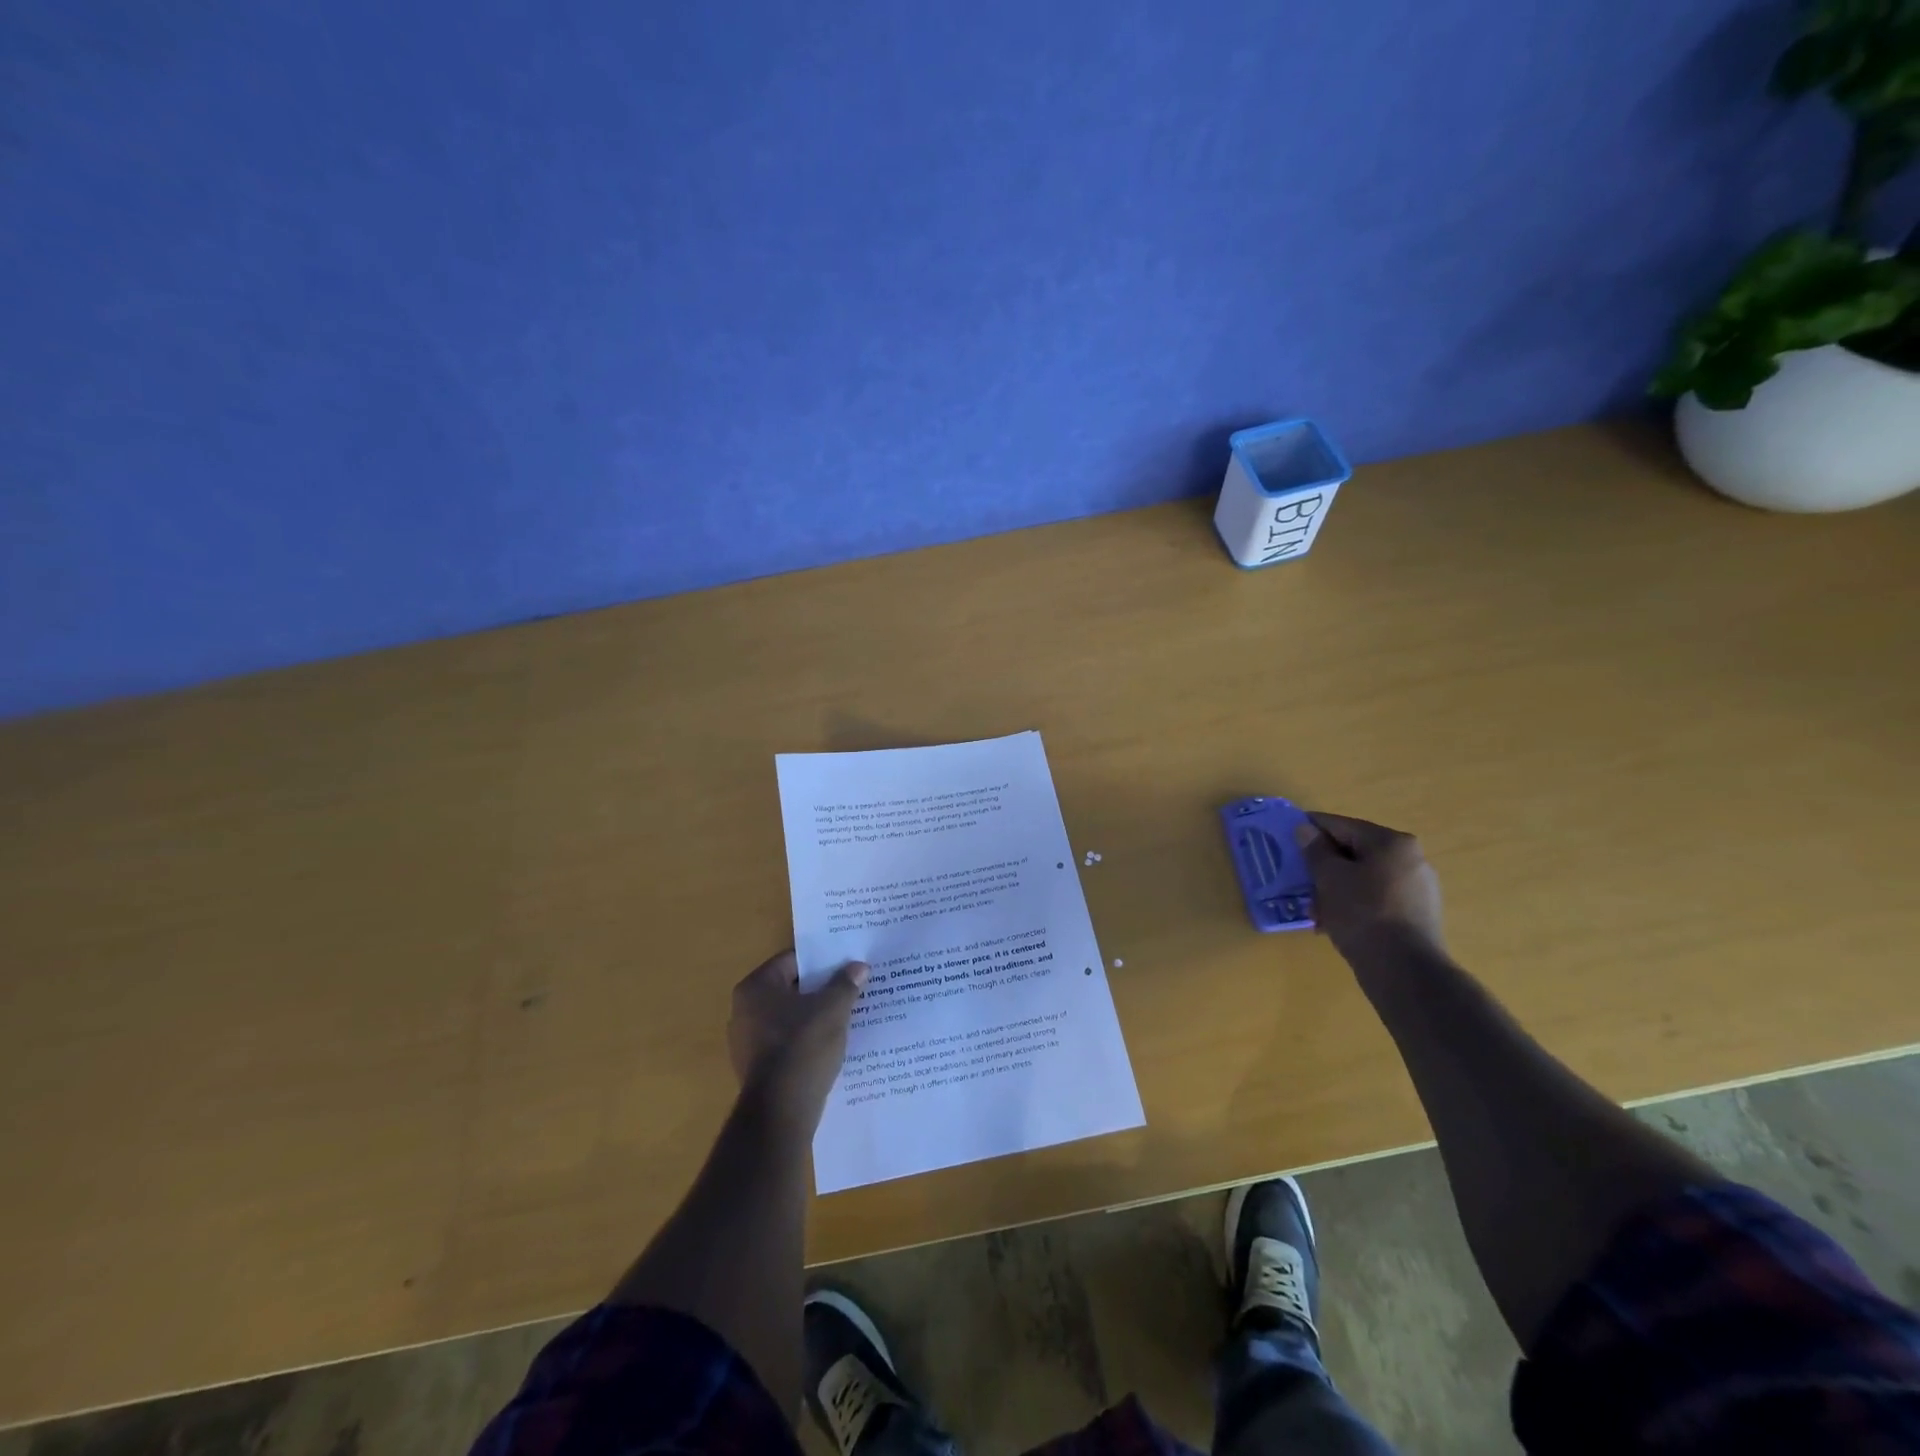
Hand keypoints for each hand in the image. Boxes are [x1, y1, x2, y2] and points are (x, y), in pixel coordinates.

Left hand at [727, 951, 866, 1125]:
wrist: (781, 1112)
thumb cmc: (802, 1047)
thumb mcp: (833, 1009)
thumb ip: (845, 984)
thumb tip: (859, 967)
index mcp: (756, 987)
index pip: (793, 961)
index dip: (823, 961)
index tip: (847, 964)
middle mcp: (744, 1010)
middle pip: (791, 989)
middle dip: (821, 989)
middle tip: (852, 987)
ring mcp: (746, 1042)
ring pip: (789, 1018)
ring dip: (815, 1016)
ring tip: (847, 1016)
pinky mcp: (756, 1068)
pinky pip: (786, 1043)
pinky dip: (806, 1040)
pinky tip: (831, 1045)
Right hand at [1296, 811, 1447, 971]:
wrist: (1404, 970)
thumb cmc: (1362, 914)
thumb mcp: (1329, 878)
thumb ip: (1315, 850)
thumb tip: (1305, 829)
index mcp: (1392, 842)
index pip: (1341, 826)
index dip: (1311, 830)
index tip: (1287, 838)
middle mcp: (1410, 859)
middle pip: (1354, 853)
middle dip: (1324, 868)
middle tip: (1301, 883)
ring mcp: (1418, 888)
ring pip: (1364, 878)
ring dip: (1336, 890)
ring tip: (1316, 912)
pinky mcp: (1417, 914)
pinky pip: (1376, 899)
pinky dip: (1354, 905)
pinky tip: (1336, 924)